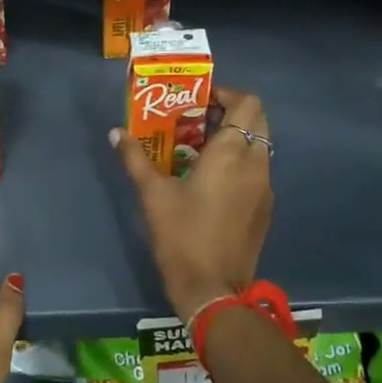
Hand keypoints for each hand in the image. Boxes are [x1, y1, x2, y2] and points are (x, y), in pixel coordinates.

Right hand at [112, 86, 273, 320]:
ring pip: (259, 146)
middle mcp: (256, 164)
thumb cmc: (181, 235)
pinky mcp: (265, 208)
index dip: (226, 93)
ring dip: (236, 138)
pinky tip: (211, 180)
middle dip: (230, 113)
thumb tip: (116, 132)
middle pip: (257, 121)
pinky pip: (257, 170)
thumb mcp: (151, 194)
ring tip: (199, 148)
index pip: (247, 103)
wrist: (212, 289)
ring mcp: (265, 187)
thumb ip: (135, 158)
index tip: (199, 99)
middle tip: (197, 120)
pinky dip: (240, 162)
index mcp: (232, 153)